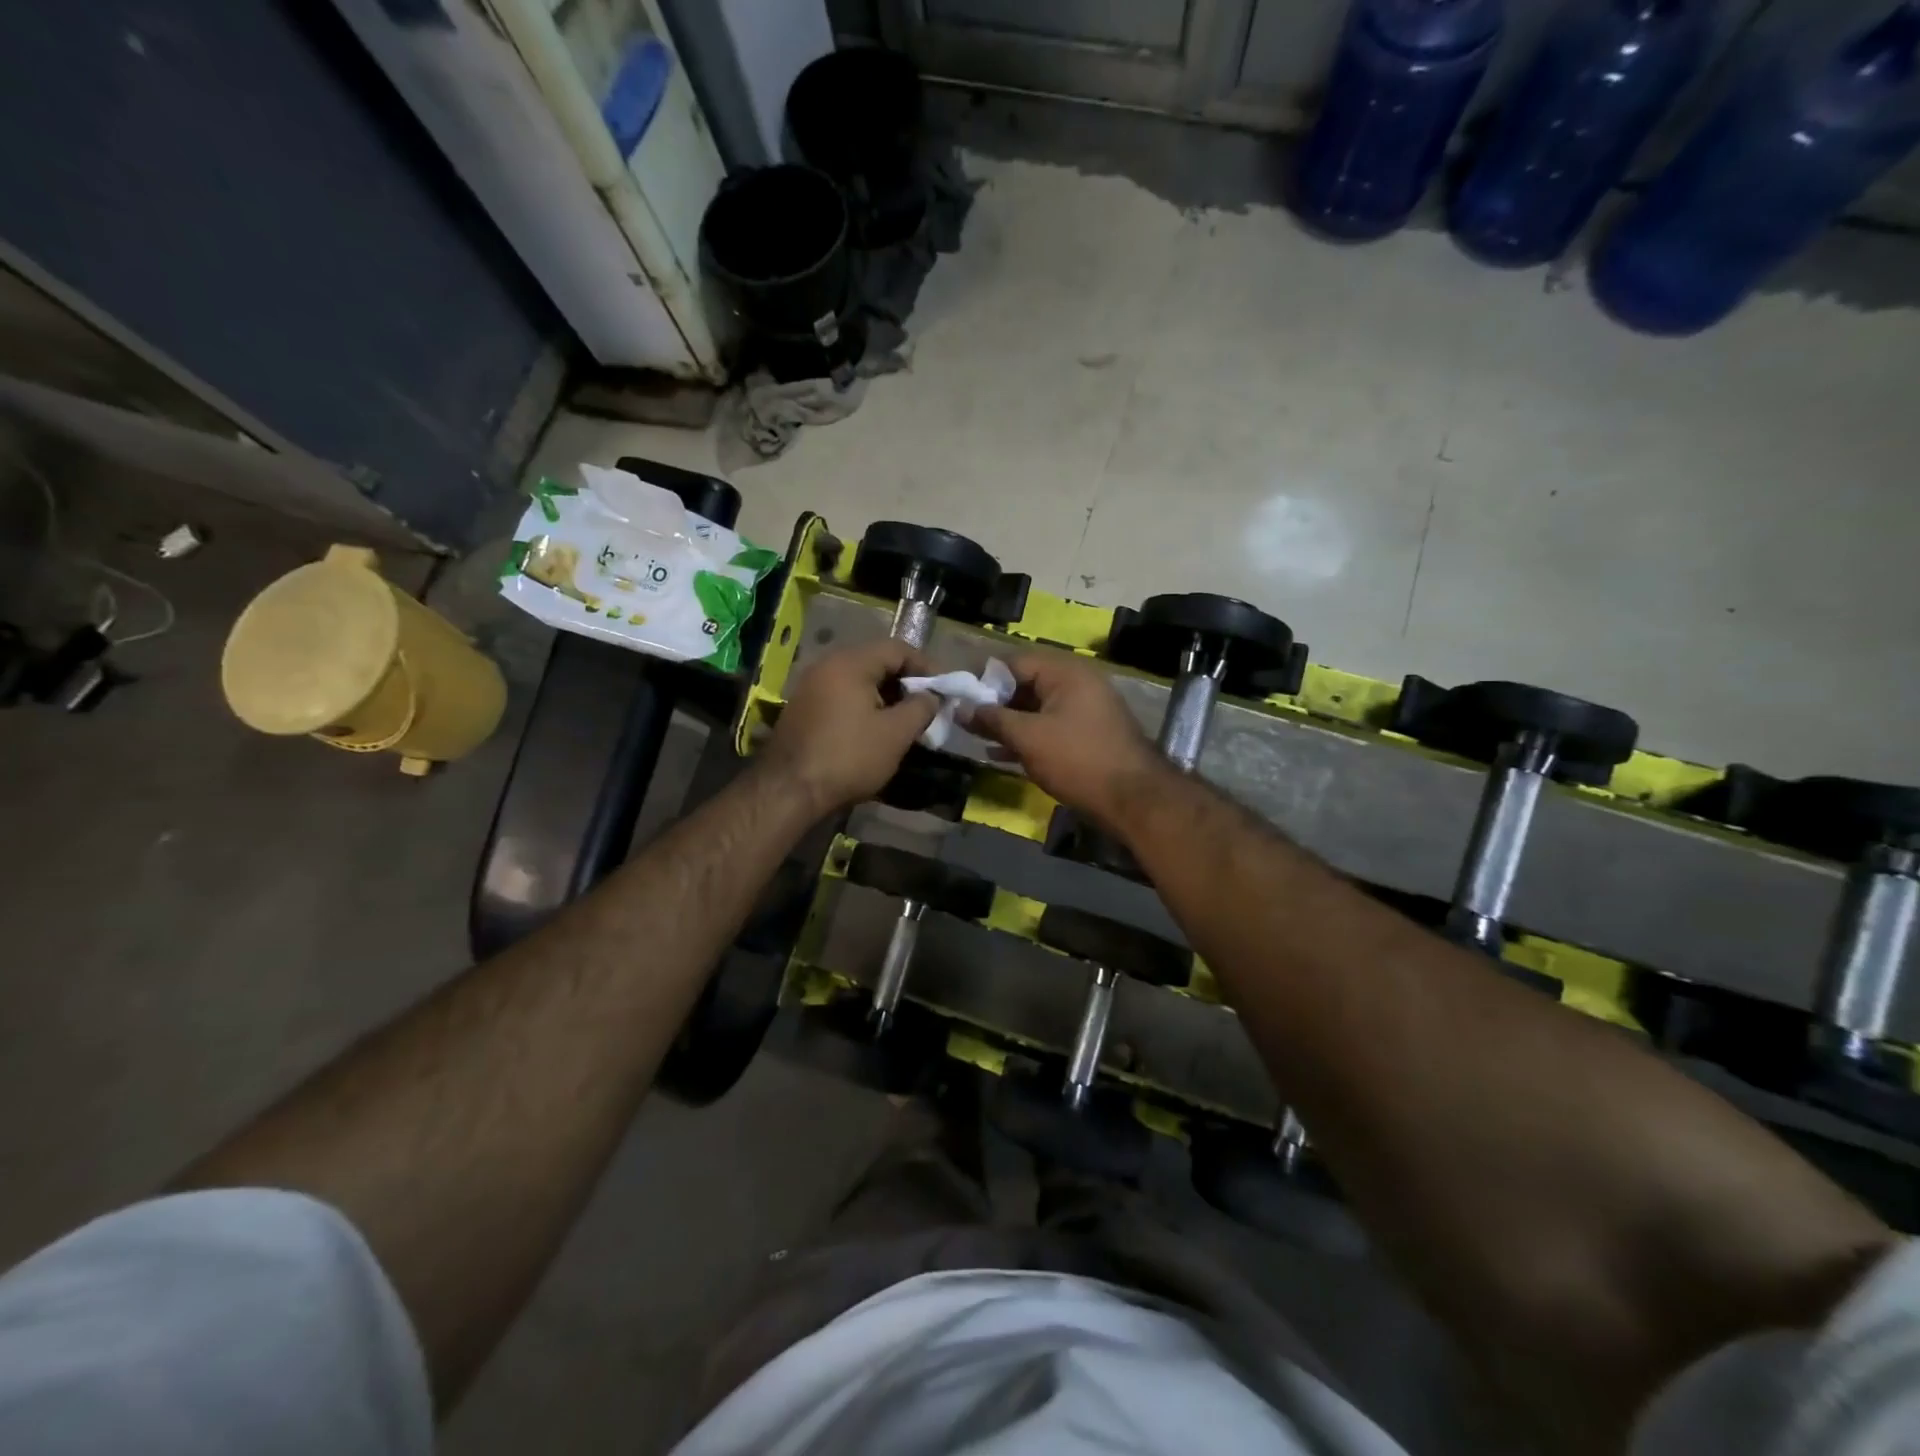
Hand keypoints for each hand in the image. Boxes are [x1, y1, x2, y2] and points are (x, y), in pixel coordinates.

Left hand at [760, 639, 938, 814]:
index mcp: (850, 663)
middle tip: (927, 707)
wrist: (789, 790)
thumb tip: (932, 696)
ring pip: (859, 681)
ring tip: (906, 722)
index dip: (927, 667)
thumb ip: (921, 707)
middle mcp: (827, 666)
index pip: (898, 649)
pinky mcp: (803, 709)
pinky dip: (865, 707)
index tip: (945, 690)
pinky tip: (876, 731)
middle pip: (877, 663)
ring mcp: (811, 687)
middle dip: (906, 683)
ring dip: (886, 698)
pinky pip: (842, 697)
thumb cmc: (849, 757)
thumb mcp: (896, 733)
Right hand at [971, 653, 1162, 825]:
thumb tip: (961, 707)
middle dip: (994, 703)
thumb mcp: (1028, 737)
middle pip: (1026, 684)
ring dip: (1008, 723)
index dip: (984, 678)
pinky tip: (1000, 755)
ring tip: (976, 738)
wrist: (1133, 799)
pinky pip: (1049, 728)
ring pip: (1036, 709)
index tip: (959, 697)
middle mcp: (1078, 684)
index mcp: (1066, 672)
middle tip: (965, 721)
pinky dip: (1027, 738)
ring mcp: (1085, 711)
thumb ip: (992, 719)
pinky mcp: (1087, 736)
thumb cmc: (1077, 760)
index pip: (1015, 662)